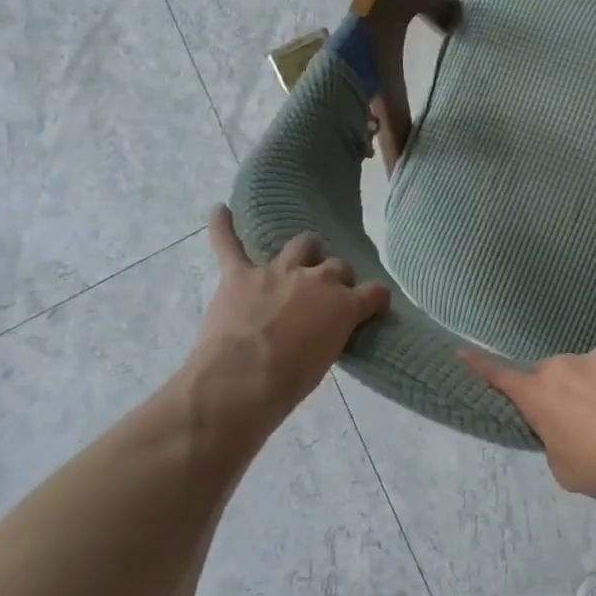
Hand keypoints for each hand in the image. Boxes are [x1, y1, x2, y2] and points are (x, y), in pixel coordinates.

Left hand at [183, 206, 390, 443]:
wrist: (240, 383)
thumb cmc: (289, 383)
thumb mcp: (327, 359)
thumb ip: (332, 333)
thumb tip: (326, 329)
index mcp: (345, 305)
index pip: (376, 292)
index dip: (375, 299)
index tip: (373, 307)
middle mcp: (317, 279)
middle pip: (338, 265)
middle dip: (337, 277)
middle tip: (326, 296)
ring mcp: (278, 272)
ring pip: (302, 244)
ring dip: (305, 251)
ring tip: (300, 259)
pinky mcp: (240, 275)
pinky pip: (229, 244)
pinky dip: (223, 227)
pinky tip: (220, 211)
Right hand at [461, 343, 595, 500]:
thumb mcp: (562, 466)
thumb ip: (552, 437)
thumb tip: (561, 425)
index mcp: (539, 393)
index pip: (500, 376)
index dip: (480, 366)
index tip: (462, 353)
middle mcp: (562, 365)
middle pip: (556, 375)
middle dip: (565, 390)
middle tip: (587, 418)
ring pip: (592, 366)